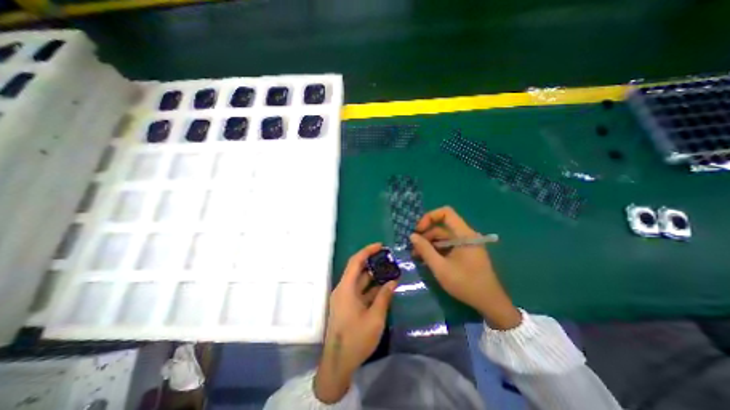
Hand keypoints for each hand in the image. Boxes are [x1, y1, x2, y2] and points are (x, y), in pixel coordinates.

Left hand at [311, 243, 396, 403]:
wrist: (338, 364)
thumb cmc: (356, 339)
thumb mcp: (375, 318)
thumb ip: (384, 297)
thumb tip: (392, 281)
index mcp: (346, 288)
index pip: (355, 262)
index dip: (367, 251)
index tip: (380, 246)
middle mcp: (343, 289)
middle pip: (357, 270)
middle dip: (373, 263)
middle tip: (388, 259)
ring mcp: (344, 298)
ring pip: (360, 281)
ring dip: (373, 277)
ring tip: (389, 272)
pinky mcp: (347, 306)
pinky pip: (359, 292)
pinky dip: (371, 289)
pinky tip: (384, 288)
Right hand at [414, 204, 521, 330]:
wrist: (490, 303)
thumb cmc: (465, 284)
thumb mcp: (440, 268)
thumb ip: (425, 250)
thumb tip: (412, 236)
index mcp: (464, 234)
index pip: (446, 212)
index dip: (429, 217)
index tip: (418, 230)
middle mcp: (466, 235)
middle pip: (442, 226)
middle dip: (426, 235)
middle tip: (414, 248)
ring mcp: (466, 244)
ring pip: (444, 237)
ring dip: (430, 244)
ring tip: (417, 256)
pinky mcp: (465, 252)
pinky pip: (448, 245)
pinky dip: (437, 249)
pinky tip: (427, 259)